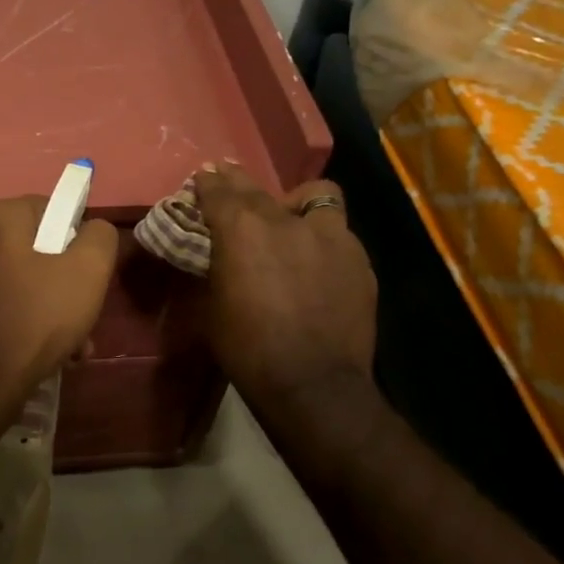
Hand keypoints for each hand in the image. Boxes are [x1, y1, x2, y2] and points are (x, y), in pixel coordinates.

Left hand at [0, 196, 118, 399]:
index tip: (89, 273)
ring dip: (51, 305)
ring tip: (74, 343)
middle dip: (66, 280)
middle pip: (37, 247)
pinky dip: (26, 318)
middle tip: (85, 312)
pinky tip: (48, 352)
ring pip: (22, 278)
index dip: (77, 239)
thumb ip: (100, 236)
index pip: (52, 208)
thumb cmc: (39, 316)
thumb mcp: (89, 270)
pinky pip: (2, 300)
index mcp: (0, 216)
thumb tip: (93, 229)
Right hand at [194, 164, 378, 413]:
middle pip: (259, 189)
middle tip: (232, 188)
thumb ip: (218, 265)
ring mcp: (330, 236)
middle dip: (240, 184)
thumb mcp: (214, 304)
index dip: (208, 183)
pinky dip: (323, 240)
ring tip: (292, 222)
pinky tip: (319, 264)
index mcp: (242, 229)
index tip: (204, 178)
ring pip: (316, 197)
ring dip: (298, 205)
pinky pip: (338, 235)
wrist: (313, 385)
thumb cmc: (248, 349)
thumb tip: (219, 251)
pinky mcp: (359, 260)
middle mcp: (286, 221)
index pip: (219, 191)